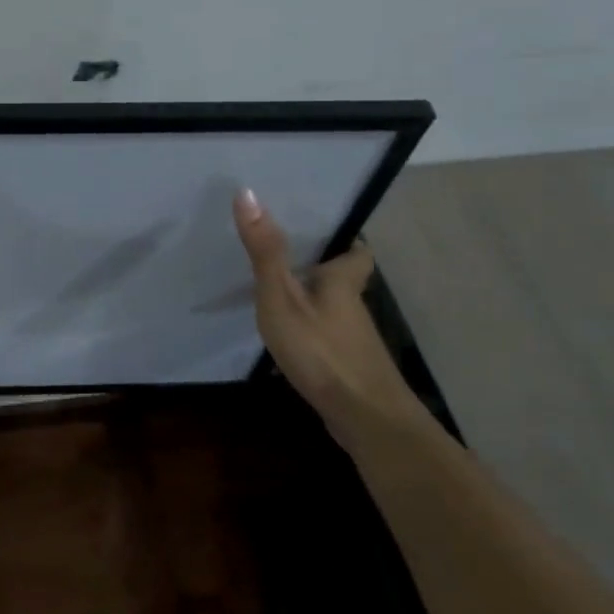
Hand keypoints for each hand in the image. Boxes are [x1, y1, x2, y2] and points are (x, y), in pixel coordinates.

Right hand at [232, 188, 426, 443]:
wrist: (366, 420)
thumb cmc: (322, 351)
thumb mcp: (282, 297)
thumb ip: (265, 251)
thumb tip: (247, 192)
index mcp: (342, 282)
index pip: (357, 252)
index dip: (346, 240)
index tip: (325, 229)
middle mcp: (353, 307)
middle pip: (344, 280)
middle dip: (321, 267)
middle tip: (288, 252)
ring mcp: (353, 340)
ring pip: (334, 309)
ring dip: (313, 299)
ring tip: (277, 290)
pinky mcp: (347, 367)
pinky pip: (327, 337)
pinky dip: (311, 331)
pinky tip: (287, 339)